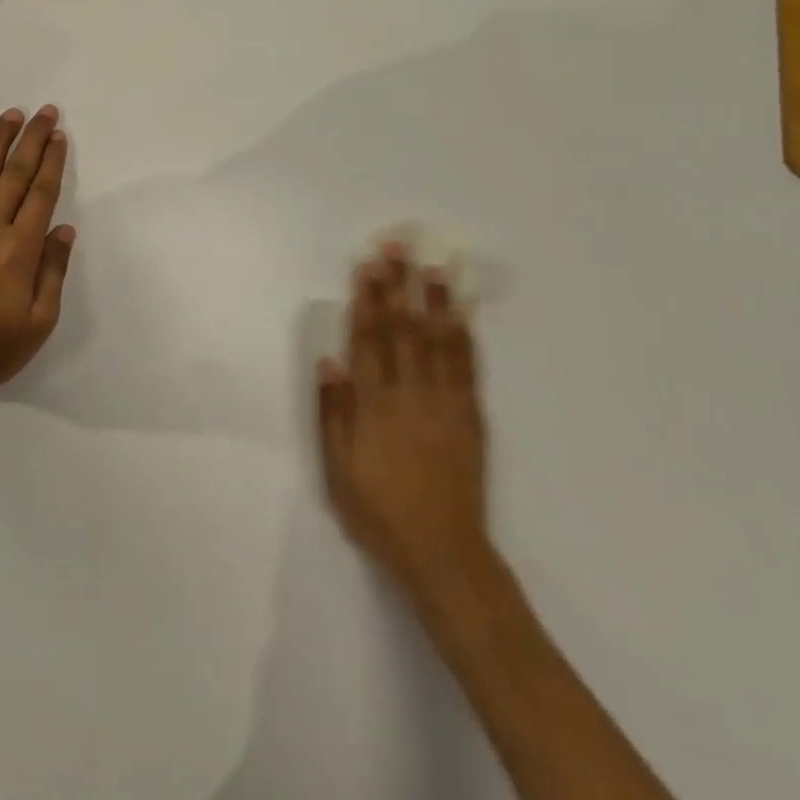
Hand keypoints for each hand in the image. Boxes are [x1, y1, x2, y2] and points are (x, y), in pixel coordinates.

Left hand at [0, 106, 75, 394]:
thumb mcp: (40, 321)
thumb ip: (53, 271)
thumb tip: (64, 230)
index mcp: (20, 247)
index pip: (41, 193)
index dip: (52, 161)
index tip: (60, 135)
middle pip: (15, 174)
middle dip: (33, 140)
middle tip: (45, 112)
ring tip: (10, 115)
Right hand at [316, 244, 497, 610]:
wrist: (443, 553)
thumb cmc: (380, 513)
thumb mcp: (338, 471)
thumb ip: (334, 413)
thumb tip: (329, 360)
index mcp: (375, 405)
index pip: (369, 340)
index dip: (367, 300)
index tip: (367, 266)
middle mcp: (410, 394)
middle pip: (402, 329)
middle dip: (397, 285)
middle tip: (397, 247)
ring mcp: (445, 403)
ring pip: (437, 340)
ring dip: (433, 300)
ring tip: (432, 265)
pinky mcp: (470, 417)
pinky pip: (468, 369)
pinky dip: (465, 337)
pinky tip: (463, 312)